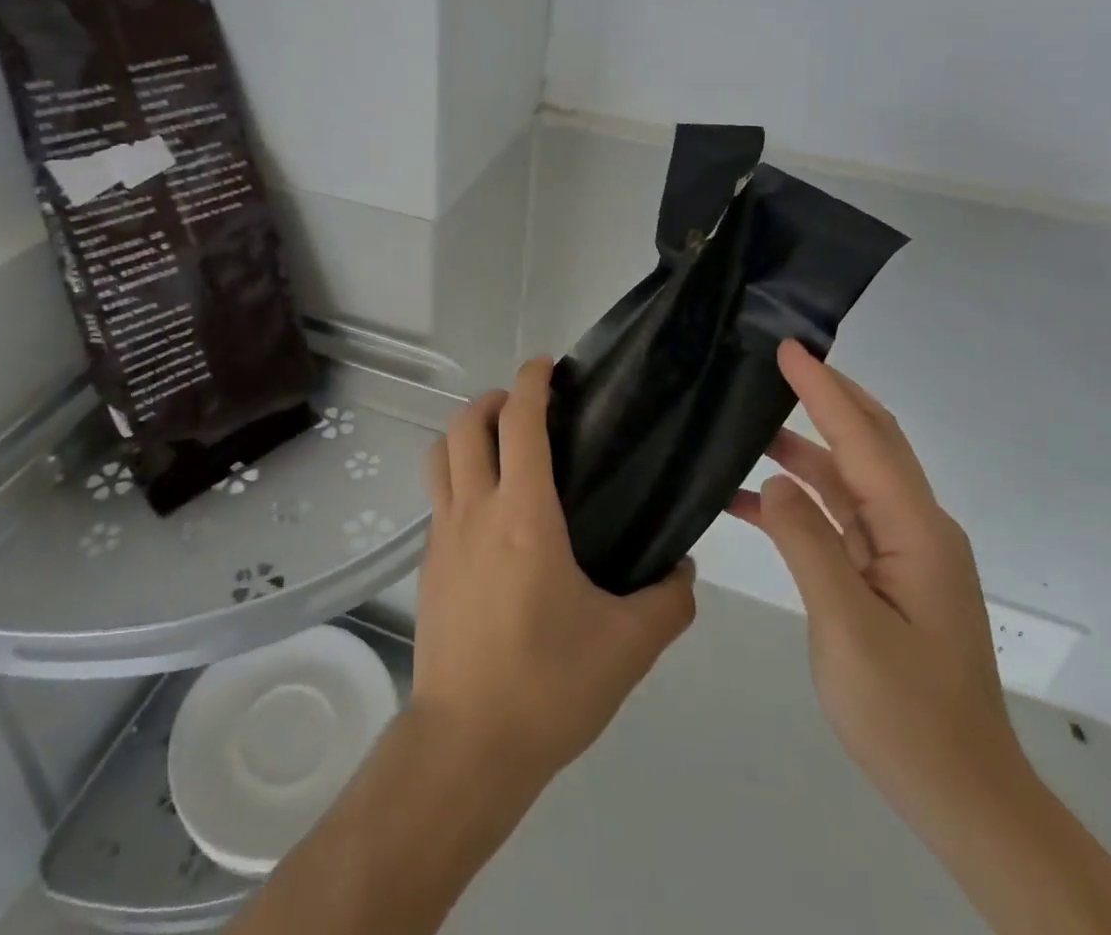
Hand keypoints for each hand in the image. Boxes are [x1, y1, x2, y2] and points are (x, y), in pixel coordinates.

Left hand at [412, 357, 697, 791]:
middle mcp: (475, 510)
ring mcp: (443, 534)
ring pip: (440, 454)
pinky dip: (456, 475)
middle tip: (525, 408)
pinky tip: (487, 510)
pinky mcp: (428, 563)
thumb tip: (682, 568)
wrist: (467, 744)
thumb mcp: (628, 647)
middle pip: (465, 424)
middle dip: (492, 399)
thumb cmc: (548, 686)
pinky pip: (437, 496)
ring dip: (465, 432)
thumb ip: (667, 600)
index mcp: (524, 515)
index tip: (548, 366)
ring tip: (500, 445)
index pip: (519, 422)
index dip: (531, 382)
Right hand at [728, 341, 1026, 830]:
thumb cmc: (907, 714)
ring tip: (745, 422)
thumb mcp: (848, 628)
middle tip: (773, 362)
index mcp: (916, 532)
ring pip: (846, 478)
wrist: (962, 797)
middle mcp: (914, 529)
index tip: (787, 347)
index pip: (864, 439)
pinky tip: (747, 498)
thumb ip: (809, 545)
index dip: (824, 389)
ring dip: (801, 447)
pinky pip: (835, 518)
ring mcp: (900, 553)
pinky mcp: (883, 575)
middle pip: (868, 443)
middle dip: (827, 396)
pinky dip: (796, 498)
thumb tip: (774, 480)